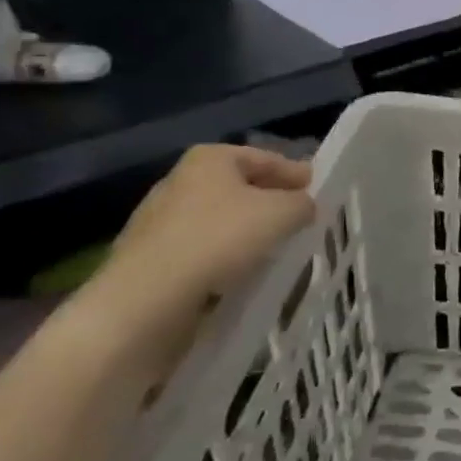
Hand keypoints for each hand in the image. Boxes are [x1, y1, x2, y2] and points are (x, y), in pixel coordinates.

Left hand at [73, 145, 314, 371]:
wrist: (144, 302)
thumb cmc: (219, 240)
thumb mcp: (283, 213)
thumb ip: (302, 203)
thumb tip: (303, 206)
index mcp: (210, 159)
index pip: (265, 157)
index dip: (294, 172)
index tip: (317, 188)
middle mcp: (180, 182)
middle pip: (240, 188)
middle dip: (270, 202)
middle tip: (300, 218)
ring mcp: (159, 222)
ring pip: (220, 221)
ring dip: (247, 233)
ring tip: (276, 250)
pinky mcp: (151, 260)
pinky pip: (202, 252)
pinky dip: (225, 258)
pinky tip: (243, 274)